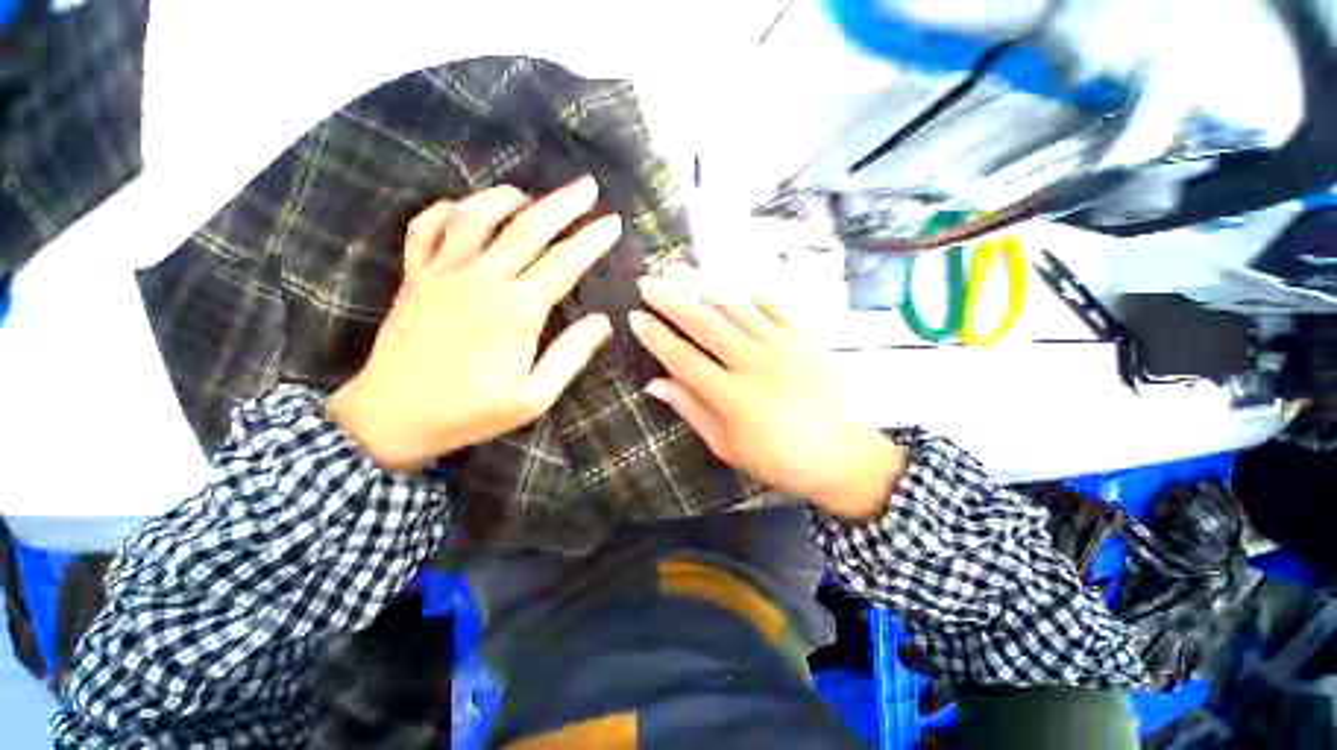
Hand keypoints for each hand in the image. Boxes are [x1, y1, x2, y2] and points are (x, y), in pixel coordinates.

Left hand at [327, 176, 621, 472]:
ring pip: (476, 216)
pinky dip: (447, 210)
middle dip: (563, 204)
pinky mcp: (414, 276)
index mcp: (517, 310)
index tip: (613, 222)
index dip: (592, 239)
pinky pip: (426, 227)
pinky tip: (464, 210)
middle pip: (528, 227)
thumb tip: (604, 322)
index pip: (565, 262)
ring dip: (507, 197)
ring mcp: (442, 273)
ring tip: (529, 195)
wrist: (393, 417)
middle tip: (587, 186)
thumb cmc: (472, 411)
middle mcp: (482, 280)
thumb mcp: (535, 396)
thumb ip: (572, 355)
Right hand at [631, 268, 905, 519]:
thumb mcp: (727, 446)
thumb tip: (654, 383)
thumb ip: (691, 409)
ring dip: (703, 286)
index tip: (635, 317)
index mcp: (731, 396)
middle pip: (705, 323)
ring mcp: (782, 346)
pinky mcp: (805, 338)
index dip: (656, 336)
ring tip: (678, 270)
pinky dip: (751, 294)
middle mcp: (754, 363)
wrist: (842, 456)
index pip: (682, 357)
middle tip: (647, 282)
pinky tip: (733, 287)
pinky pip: (774, 306)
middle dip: (671, 299)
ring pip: (735, 307)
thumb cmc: (777, 459)